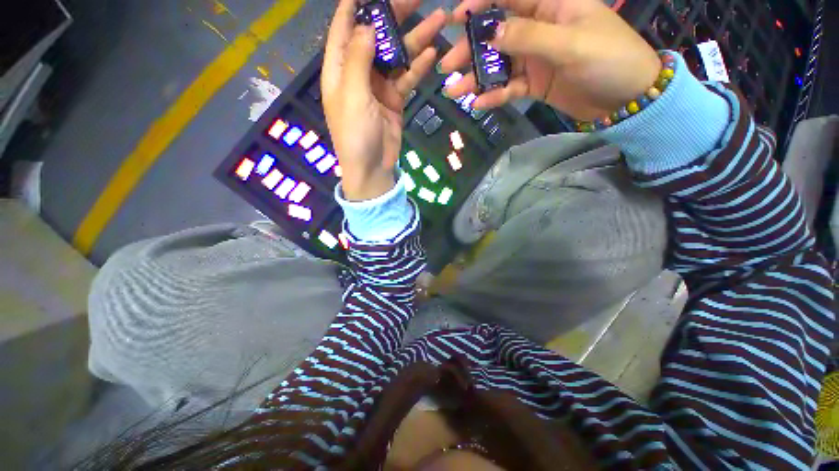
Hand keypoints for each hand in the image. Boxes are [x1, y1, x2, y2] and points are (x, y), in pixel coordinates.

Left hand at [323, 0, 445, 200]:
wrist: (372, 167)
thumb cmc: (355, 134)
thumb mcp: (352, 94)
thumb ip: (358, 59)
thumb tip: (366, 25)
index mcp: (339, 70)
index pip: (344, 28)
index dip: (355, 5)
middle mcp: (358, 73)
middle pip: (376, 37)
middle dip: (394, 15)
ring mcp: (378, 87)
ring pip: (396, 56)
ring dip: (415, 39)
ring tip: (439, 19)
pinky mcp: (394, 100)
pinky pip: (406, 78)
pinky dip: (418, 67)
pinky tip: (432, 54)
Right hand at [438, 0, 660, 120]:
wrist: (626, 98)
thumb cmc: (609, 59)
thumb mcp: (571, 43)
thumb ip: (530, 36)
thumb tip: (492, 32)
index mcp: (551, 6)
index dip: (481, 4)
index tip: (457, 19)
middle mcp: (538, 29)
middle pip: (497, 35)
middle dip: (471, 49)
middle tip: (448, 67)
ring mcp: (534, 59)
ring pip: (499, 65)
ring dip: (476, 78)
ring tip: (455, 91)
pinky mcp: (534, 84)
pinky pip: (508, 88)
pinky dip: (494, 96)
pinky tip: (478, 104)